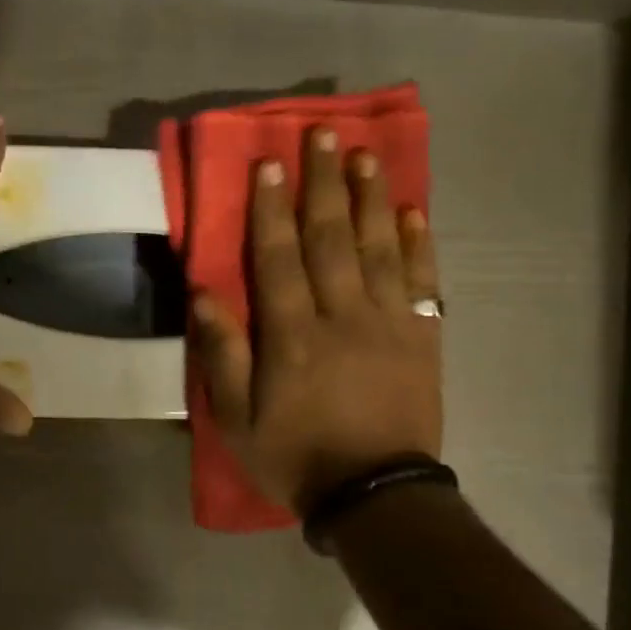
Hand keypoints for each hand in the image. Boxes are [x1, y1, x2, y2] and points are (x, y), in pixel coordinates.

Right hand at [191, 126, 441, 511]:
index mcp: (292, 337)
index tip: (268, 162)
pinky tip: (414, 211)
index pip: (278, 258)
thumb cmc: (295, 458)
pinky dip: (419, 243)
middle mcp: (342, 317)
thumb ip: (222, 356)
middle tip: (322, 134)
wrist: (374, 495)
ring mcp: (389, 324)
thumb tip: (205, 294)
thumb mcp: (237, 422)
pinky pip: (424, 281)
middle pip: (331, 238)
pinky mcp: (423, 338)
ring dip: (371, 198)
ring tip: (366, 155)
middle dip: (323, 183)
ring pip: (380, 248)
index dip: (271, 208)